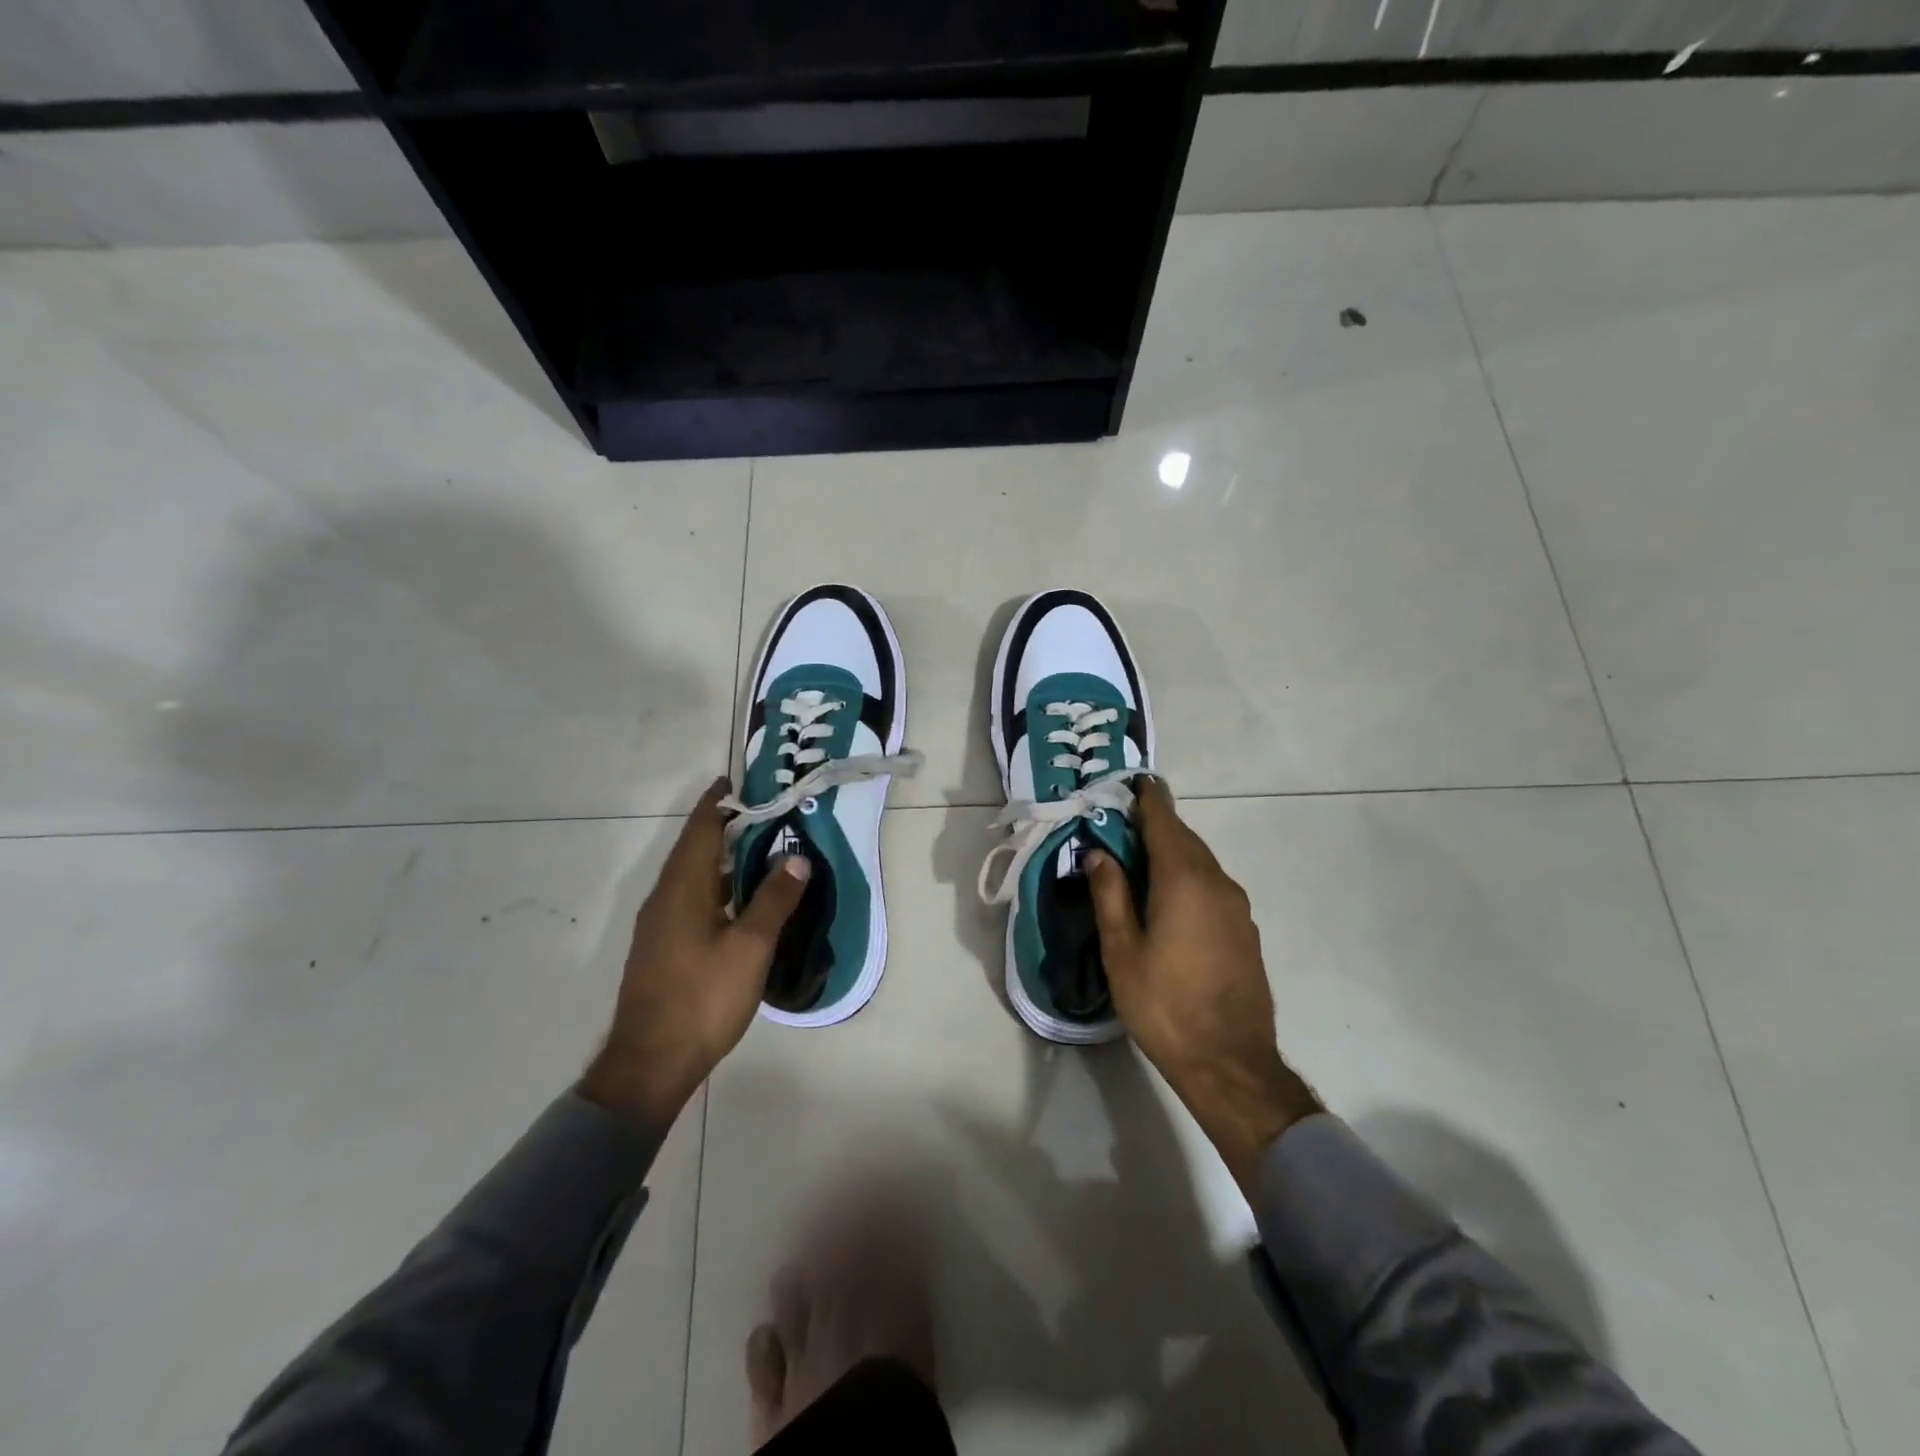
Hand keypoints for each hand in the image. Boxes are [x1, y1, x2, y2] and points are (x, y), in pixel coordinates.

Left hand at [579, 778, 809, 1132]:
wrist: (649, 1063)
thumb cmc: (702, 999)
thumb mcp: (749, 948)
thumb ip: (773, 900)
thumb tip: (797, 857)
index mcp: (682, 888)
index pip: (702, 828)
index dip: (722, 801)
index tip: (743, 781)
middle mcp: (664, 897)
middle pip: (694, 847)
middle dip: (725, 824)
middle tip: (766, 811)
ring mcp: (659, 923)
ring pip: (691, 874)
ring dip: (721, 855)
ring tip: (760, 847)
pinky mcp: (661, 946)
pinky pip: (689, 897)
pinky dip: (715, 883)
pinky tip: (738, 899)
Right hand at [1086, 778, 1321, 1194]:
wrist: (1230, 1063)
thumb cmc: (1164, 1005)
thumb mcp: (1122, 950)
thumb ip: (1110, 894)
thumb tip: (1099, 852)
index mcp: (1184, 879)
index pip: (1164, 821)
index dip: (1147, 799)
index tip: (1133, 782)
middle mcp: (1217, 882)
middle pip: (1184, 838)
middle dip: (1155, 825)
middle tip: (1121, 824)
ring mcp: (1237, 906)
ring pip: (1200, 862)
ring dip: (1171, 852)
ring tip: (1139, 860)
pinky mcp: (1245, 929)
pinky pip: (1212, 885)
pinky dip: (1188, 876)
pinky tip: (1168, 898)